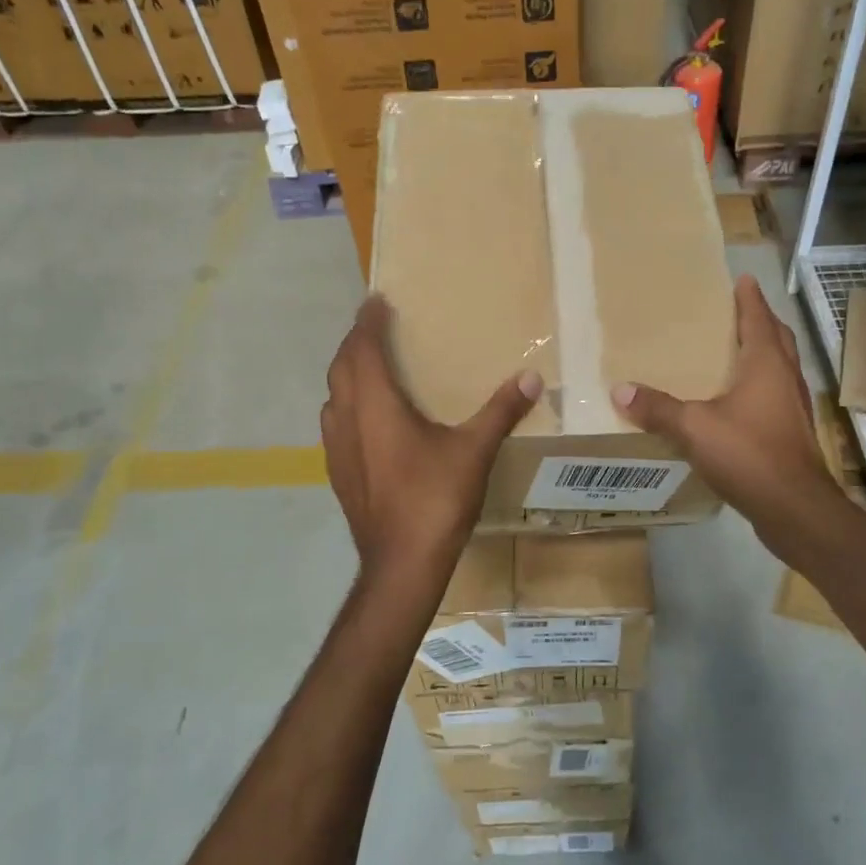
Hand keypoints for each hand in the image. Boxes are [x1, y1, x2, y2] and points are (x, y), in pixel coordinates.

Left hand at [322, 294, 542, 586]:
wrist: (401, 564)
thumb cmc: (435, 500)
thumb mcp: (474, 451)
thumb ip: (501, 411)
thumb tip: (532, 378)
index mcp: (376, 406)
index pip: (362, 348)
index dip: (367, 321)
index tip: (376, 300)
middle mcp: (348, 420)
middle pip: (341, 368)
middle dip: (355, 343)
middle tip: (374, 328)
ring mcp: (337, 450)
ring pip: (333, 397)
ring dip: (347, 375)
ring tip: (369, 368)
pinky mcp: (338, 474)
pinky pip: (335, 424)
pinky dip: (347, 406)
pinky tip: (367, 420)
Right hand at [612, 275, 840, 560]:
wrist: (795, 507)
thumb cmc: (748, 454)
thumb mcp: (694, 428)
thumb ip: (657, 408)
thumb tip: (620, 390)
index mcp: (766, 364)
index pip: (759, 319)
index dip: (750, 298)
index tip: (742, 279)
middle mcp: (785, 378)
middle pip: (777, 339)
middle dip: (760, 321)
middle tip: (739, 310)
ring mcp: (793, 407)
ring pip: (780, 367)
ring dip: (763, 353)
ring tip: (736, 351)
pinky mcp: (792, 433)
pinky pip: (775, 395)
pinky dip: (760, 385)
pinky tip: (739, 401)